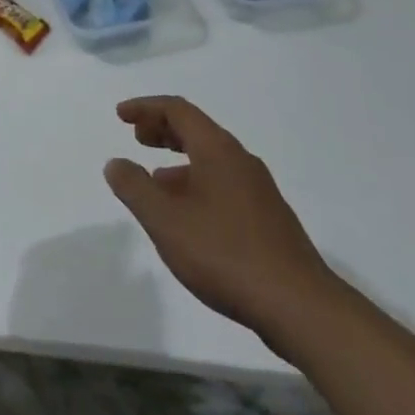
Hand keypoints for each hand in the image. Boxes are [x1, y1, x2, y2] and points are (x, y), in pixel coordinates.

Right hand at [105, 96, 339, 353]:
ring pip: (211, 160)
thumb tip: (115, 163)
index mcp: (218, 150)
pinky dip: (197, 184)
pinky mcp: (269, 220)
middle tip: (136, 137)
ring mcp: (259, 191)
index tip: (121, 115)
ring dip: (179, 160)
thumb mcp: (166, 221)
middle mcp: (241, 161)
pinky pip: (224, 184)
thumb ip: (135, 188)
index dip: (145, 107)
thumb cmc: (225, 254)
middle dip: (163, 129)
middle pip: (197, 130)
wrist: (300, 307)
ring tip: (155, 180)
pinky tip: (188, 217)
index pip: (178, 110)